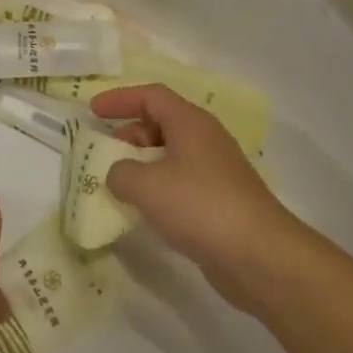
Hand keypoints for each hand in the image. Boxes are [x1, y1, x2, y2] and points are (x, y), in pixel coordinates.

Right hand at [89, 83, 296, 311]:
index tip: (93, 111)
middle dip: (129, 134)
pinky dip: (158, 189)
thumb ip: (119, 173)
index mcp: (190, 123)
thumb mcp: (145, 185)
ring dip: (142, 165)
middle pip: (161, 123)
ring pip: (171, 155)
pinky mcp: (220, 201)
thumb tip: (119, 174)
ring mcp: (216, 171)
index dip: (119, 99)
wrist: (259, 256)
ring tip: (119, 185)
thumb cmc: (199, 206)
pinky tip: (144, 211)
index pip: (151, 96)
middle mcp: (205, 140)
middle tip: (105, 154)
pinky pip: (180, 183)